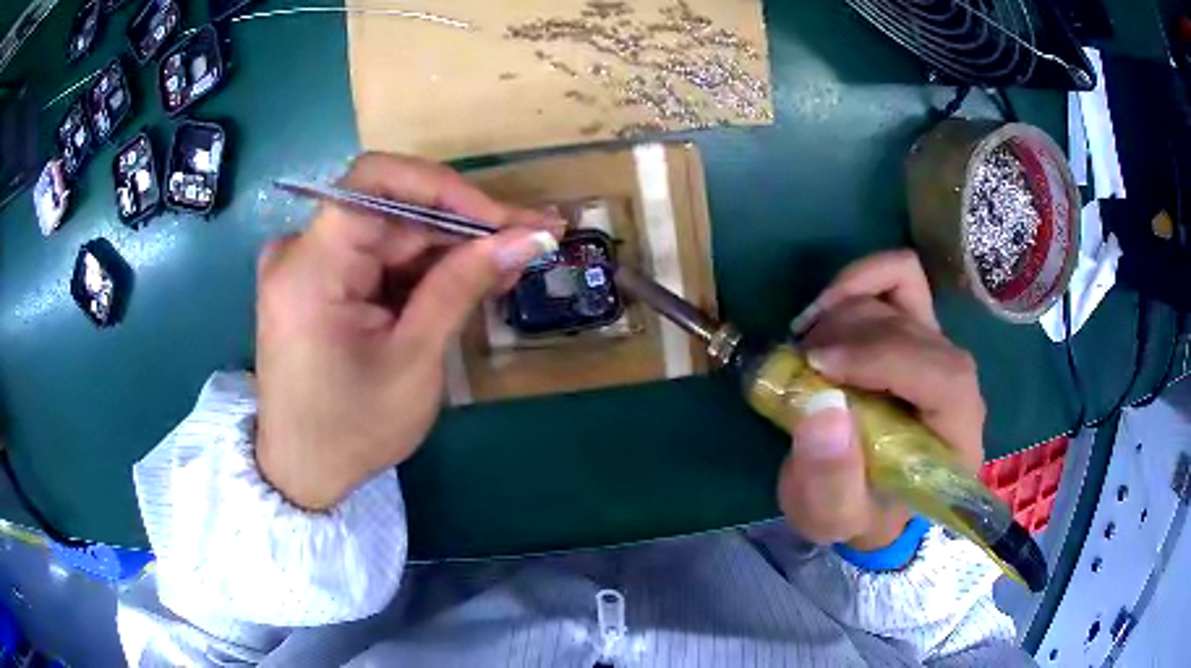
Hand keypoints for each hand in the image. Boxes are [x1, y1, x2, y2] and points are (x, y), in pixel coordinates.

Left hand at [255, 153, 560, 510]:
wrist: (303, 471)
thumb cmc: (352, 429)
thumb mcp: (413, 360)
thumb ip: (462, 287)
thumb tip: (528, 237)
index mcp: (309, 268)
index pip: (375, 181)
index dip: (445, 187)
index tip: (501, 219)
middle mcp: (300, 251)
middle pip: (391, 210)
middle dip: (462, 224)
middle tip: (530, 240)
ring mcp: (307, 265)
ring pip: (391, 233)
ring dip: (450, 248)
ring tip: (510, 265)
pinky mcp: (318, 281)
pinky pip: (378, 258)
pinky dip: (423, 269)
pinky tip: (468, 280)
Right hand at [779, 250, 985, 550]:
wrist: (872, 498)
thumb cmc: (859, 512)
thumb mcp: (833, 517)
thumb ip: (831, 479)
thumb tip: (822, 407)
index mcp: (957, 436)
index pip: (945, 376)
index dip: (884, 359)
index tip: (819, 366)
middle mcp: (958, 383)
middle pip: (916, 329)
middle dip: (849, 337)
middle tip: (799, 363)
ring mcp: (938, 347)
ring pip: (902, 294)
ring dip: (843, 311)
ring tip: (806, 348)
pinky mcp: (916, 327)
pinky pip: (899, 275)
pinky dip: (858, 280)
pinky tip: (825, 311)